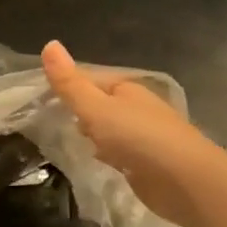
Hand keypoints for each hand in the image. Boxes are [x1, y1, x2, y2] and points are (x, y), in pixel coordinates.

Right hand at [41, 40, 215, 226]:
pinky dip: (105, 153)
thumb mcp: (96, 108)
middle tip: (47, 120)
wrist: (187, 182)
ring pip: (109, 130)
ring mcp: (144, 137)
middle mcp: (137, 109)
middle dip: (79, 111)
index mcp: (127, 89)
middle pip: (100, 105)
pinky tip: (94, 160)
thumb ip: (70, 83)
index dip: (67, 86)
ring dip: (92, 134)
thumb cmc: (138, 138)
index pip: (90, 81)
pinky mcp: (147, 164)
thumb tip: (49, 44)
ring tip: (64, 139)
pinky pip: (118, 152)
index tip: (39, 98)